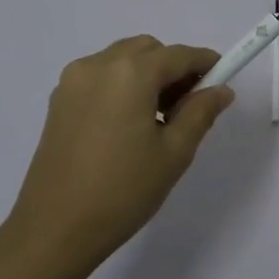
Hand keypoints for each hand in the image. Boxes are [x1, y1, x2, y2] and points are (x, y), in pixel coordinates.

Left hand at [6, 36, 234, 270]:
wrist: (55, 229)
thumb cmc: (123, 191)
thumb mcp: (174, 153)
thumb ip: (200, 112)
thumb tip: (221, 90)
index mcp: (130, 74)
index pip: (178, 55)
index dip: (205, 63)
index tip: (223, 79)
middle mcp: (98, 65)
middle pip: (147, 50)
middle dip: (173, 68)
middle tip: (189, 106)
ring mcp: (73, 81)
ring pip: (121, 60)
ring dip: (146, 75)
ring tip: (158, 119)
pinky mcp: (58, 100)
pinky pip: (100, 76)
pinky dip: (121, 85)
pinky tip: (128, 124)